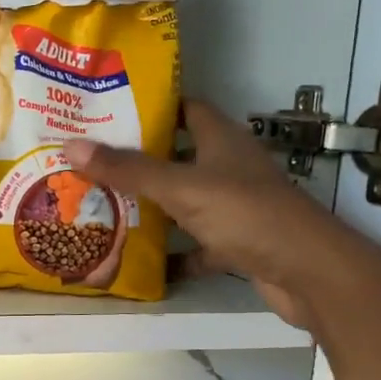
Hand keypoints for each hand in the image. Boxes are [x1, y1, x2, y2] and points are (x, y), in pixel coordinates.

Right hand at [63, 100, 380, 328]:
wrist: (308, 273)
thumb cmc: (246, 214)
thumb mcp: (181, 188)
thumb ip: (128, 169)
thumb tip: (72, 146)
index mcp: (222, 140)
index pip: (187, 108)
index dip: (153, 106)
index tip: (111, 111)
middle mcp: (229, 167)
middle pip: (179, 156)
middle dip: (139, 160)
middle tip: (92, 162)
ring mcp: (234, 207)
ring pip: (185, 201)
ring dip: (152, 207)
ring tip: (104, 207)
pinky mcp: (237, 243)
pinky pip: (195, 244)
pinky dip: (172, 253)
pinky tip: (140, 260)